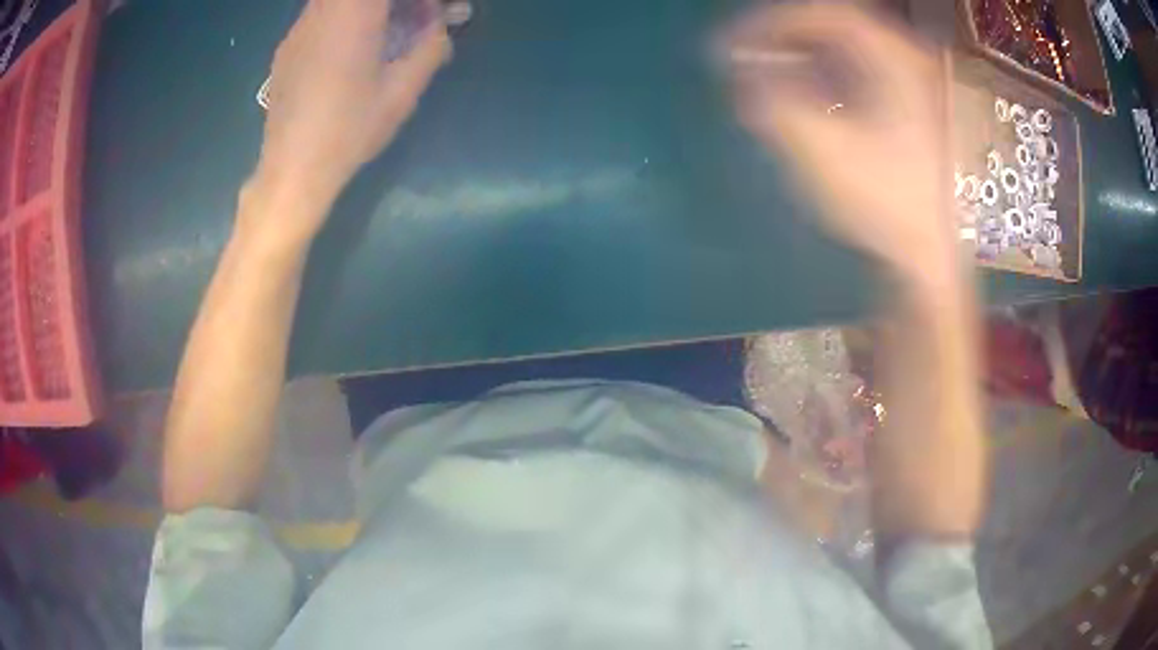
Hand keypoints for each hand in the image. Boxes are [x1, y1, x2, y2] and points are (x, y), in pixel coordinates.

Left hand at [253, 0, 450, 239]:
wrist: (292, 169)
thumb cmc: (349, 130)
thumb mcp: (402, 92)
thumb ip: (430, 48)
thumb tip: (439, 27)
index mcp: (353, 15)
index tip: (431, 12)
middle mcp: (321, 12)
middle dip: (396, 2)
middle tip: (414, 20)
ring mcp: (299, 29)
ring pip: (339, 0)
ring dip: (371, 8)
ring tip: (387, 33)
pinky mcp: (287, 47)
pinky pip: (322, 15)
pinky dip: (346, 18)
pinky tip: (352, 50)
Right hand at [728, 5, 958, 289]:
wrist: (935, 258)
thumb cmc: (887, 205)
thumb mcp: (823, 152)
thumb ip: (771, 101)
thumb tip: (738, 70)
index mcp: (895, 58)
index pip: (824, 13)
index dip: (771, 22)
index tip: (735, 45)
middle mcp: (909, 61)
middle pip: (836, 26)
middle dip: (785, 36)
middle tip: (748, 57)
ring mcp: (917, 85)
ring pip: (849, 48)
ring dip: (804, 54)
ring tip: (771, 74)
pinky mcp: (915, 110)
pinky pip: (862, 72)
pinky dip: (827, 74)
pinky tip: (810, 96)